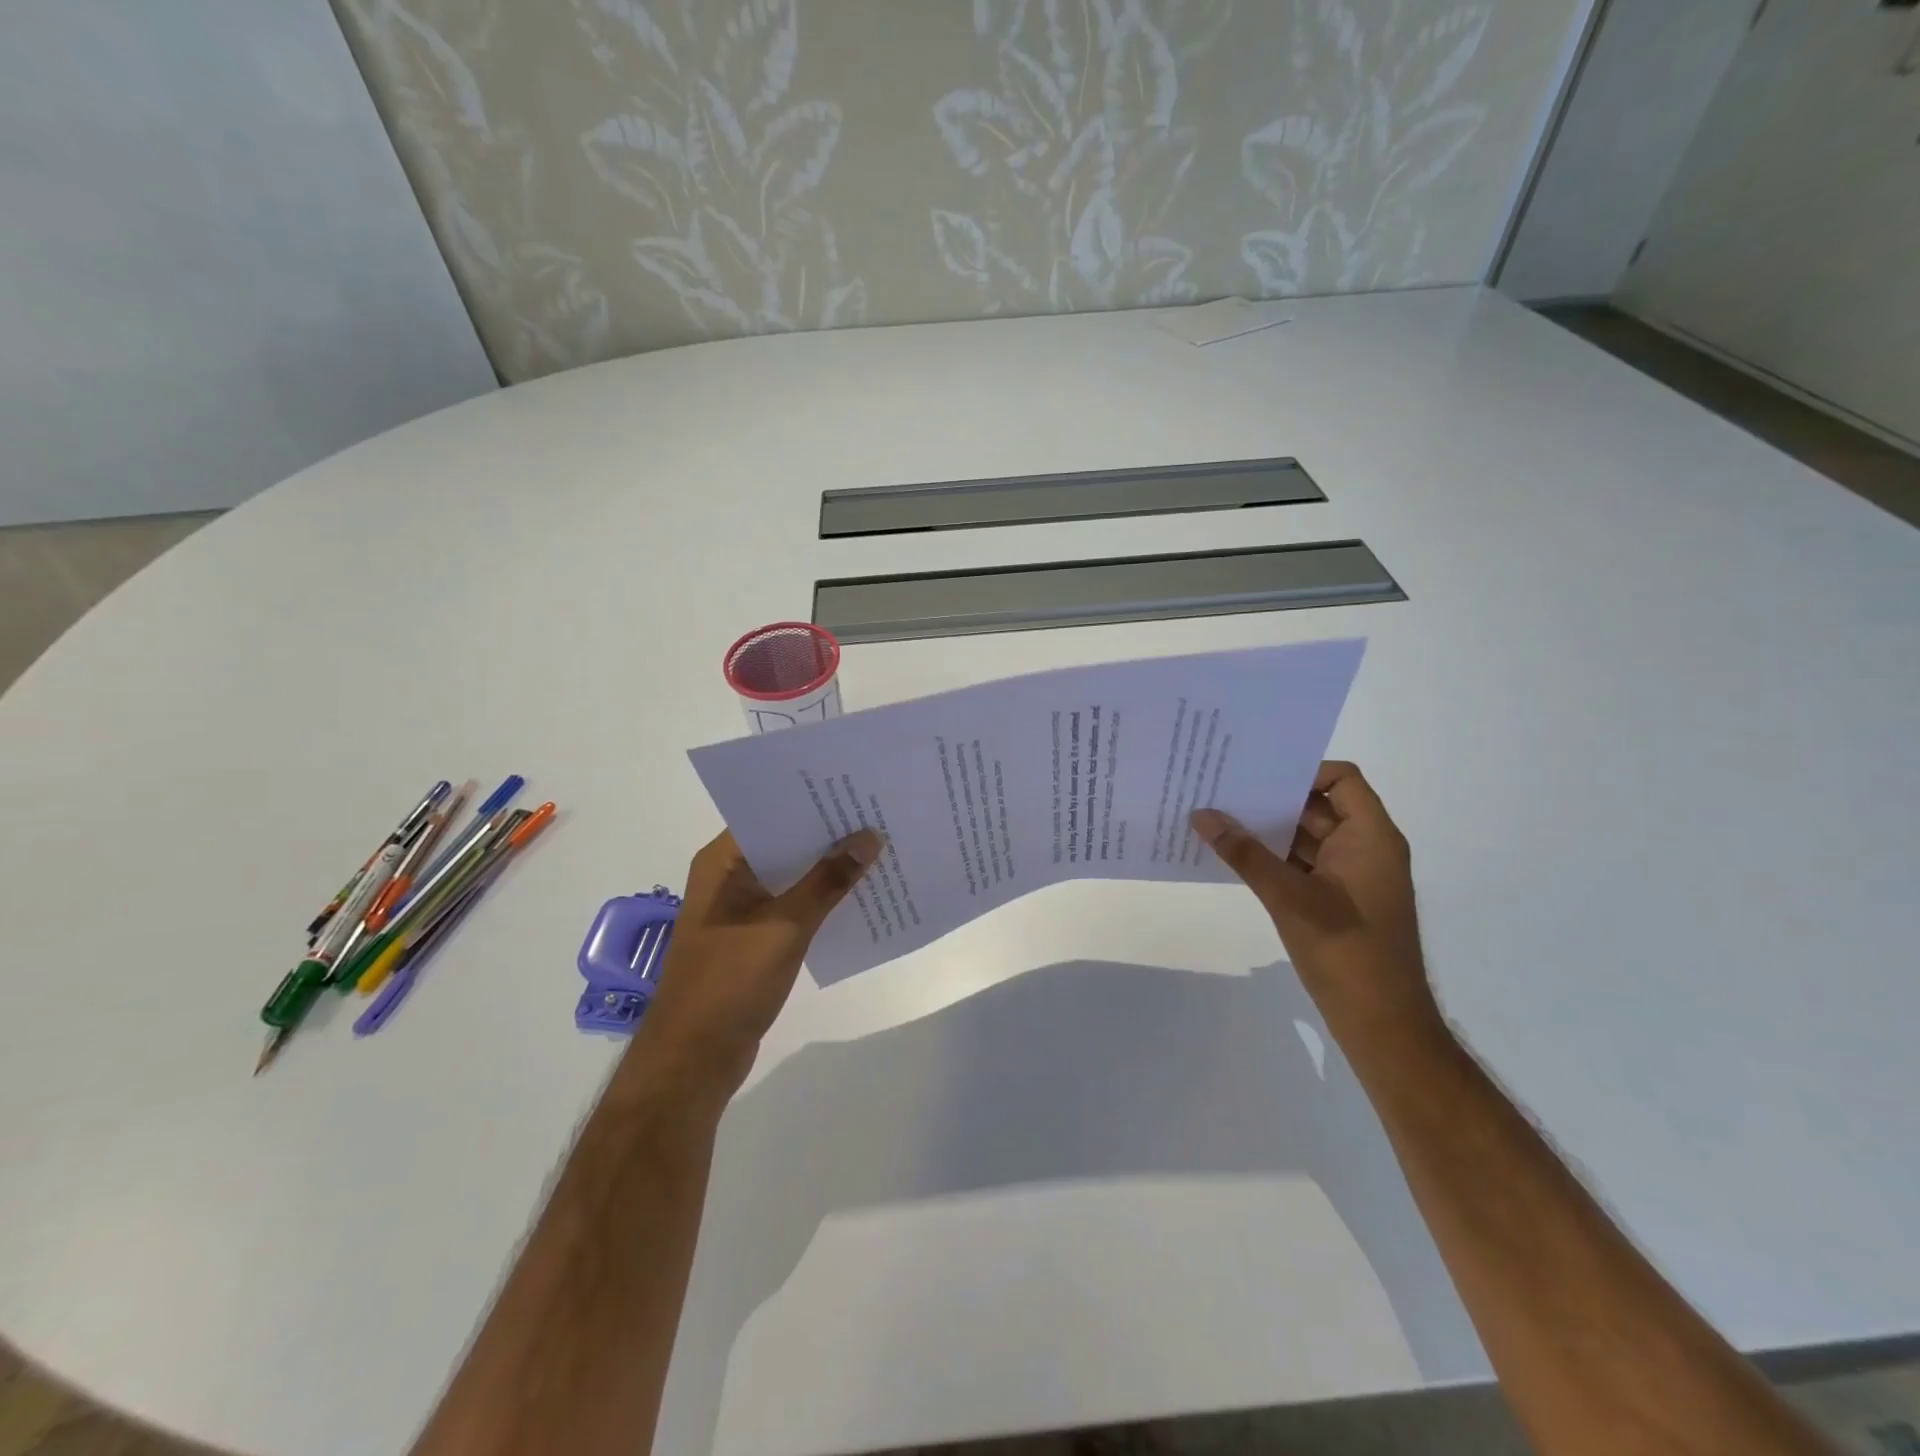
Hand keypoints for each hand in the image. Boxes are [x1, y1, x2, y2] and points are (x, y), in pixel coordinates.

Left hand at [624, 828, 881, 1107]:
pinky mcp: (754, 938)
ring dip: (829, 869)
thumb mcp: (785, 926)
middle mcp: (729, 877)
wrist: (693, 1060)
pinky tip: (860, 896)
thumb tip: (868, 837)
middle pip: (785, 843)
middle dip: (829, 834)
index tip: (857, 789)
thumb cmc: (729, 983)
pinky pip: (793, 906)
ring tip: (880, 850)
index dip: (813, 801)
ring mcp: (741, 909)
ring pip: (792, 876)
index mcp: (722, 862)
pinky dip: (822, 900)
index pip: (771, 814)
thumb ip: (828, 881)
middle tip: (879, 815)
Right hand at [1192, 761, 1440, 1046]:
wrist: (1381, 1023)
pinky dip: (1272, 858)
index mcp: (1371, 837)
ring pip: (1306, 837)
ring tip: (1218, 819)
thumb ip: (1245, 854)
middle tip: (1222, 789)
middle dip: (1273, 799)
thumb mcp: (1290, 897)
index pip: (1341, 780)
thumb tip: (1202, 815)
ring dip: (1268, 830)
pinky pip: (1302, 864)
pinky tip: (1234, 856)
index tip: (1256, 776)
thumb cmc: (1346, 951)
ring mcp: (1350, 876)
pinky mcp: (1335, 900)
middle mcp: (1365, 848)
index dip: (1302, 771)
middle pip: (1318, 806)